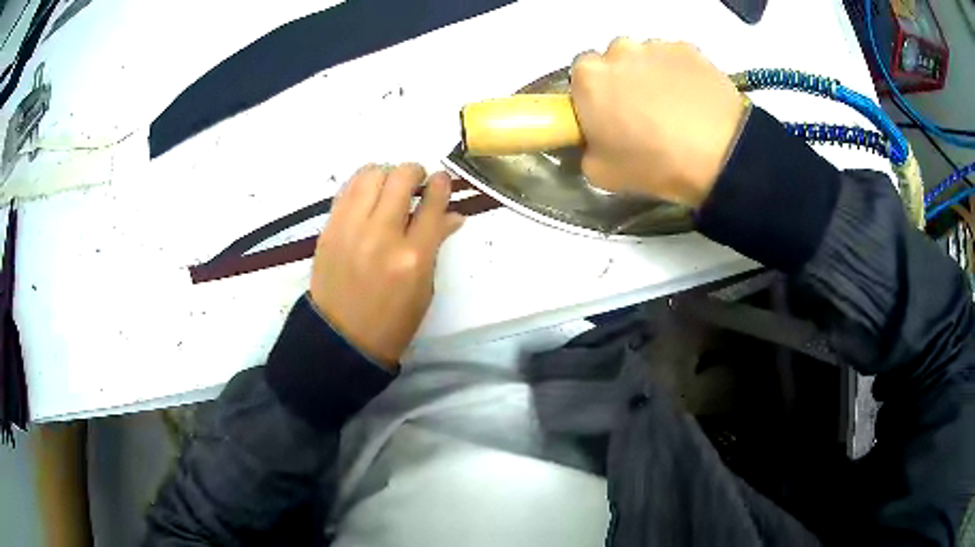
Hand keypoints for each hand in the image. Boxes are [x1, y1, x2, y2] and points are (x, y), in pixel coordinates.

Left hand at [310, 164, 463, 365]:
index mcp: (413, 257)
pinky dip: (362, 184)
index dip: (441, 185)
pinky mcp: (329, 229)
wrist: (342, 338)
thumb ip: (436, 245)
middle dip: (414, 171)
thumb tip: (452, 215)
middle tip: (416, 181)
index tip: (441, 179)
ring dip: (386, 174)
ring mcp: (350, 230)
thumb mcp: (424, 288)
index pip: (433, 204)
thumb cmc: (392, 321)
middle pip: (401, 178)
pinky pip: (347, 189)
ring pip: (370, 175)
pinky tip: (368, 195)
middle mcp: (381, 236)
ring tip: (389, 187)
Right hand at [571, 39, 748, 207]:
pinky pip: (674, 58)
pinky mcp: (688, 48)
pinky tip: (693, 99)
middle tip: (642, 112)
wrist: (722, 156)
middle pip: (613, 62)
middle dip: (622, 81)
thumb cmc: (656, 164)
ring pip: (645, 57)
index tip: (609, 117)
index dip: (593, 98)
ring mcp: (656, 46)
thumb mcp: (601, 174)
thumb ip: (586, 148)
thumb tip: (595, 140)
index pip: (579, 79)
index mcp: (589, 78)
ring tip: (674, 107)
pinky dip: (679, 73)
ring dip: (651, 75)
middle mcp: (618, 50)